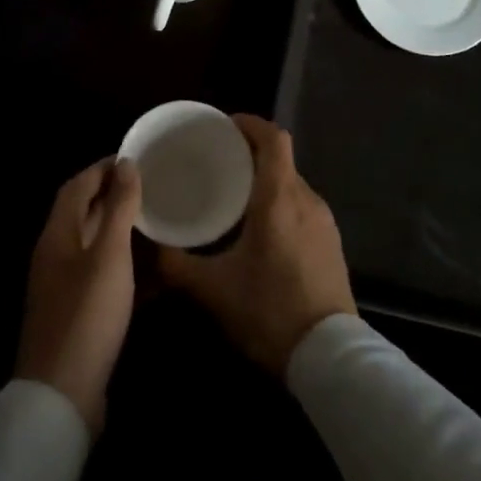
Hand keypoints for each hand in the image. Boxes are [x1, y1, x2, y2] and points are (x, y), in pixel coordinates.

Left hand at [14, 156, 142, 431]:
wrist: (62, 397)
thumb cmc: (87, 315)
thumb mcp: (109, 255)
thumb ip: (118, 207)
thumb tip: (125, 163)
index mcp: (57, 235)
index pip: (77, 185)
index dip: (104, 168)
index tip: (138, 158)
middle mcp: (56, 255)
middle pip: (83, 213)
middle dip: (114, 195)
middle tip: (153, 187)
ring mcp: (64, 287)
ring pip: (95, 244)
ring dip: (122, 229)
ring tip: (159, 221)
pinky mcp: (77, 313)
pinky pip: (102, 275)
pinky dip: (125, 264)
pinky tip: (154, 270)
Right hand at [159, 115, 356, 374]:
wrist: (329, 356)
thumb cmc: (269, 310)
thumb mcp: (213, 290)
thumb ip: (177, 264)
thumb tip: (149, 246)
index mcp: (279, 198)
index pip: (273, 138)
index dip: (250, 124)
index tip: (225, 126)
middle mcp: (306, 199)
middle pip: (281, 160)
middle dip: (252, 154)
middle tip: (219, 164)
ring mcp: (324, 221)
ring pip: (293, 185)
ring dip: (267, 181)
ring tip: (236, 197)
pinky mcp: (331, 243)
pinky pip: (303, 207)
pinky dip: (281, 204)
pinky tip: (262, 231)